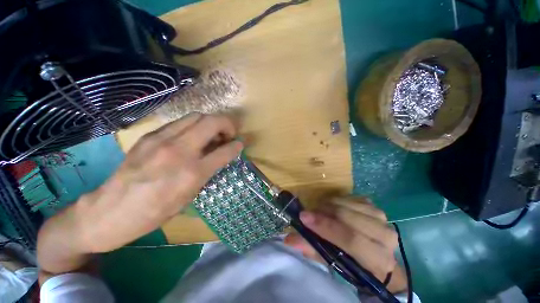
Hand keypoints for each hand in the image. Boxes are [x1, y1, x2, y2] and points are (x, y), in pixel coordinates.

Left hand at [38, 114, 242, 275]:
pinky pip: (180, 122)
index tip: (240, 144)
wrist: (108, 212)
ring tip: (212, 133)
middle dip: (227, 124)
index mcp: (191, 173)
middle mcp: (179, 151)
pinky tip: (192, 137)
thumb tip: (221, 156)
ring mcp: (161, 139)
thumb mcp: (188, 197)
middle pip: (211, 122)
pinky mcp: (149, 136)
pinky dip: (194, 125)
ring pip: (196, 116)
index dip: (237, 145)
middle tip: (228, 134)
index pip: (224, 151)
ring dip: (211, 122)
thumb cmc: (153, 212)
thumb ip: (208, 172)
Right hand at [284, 197, 406, 292]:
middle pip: (347, 216)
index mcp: (378, 258)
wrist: (376, 253)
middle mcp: (385, 236)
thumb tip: (289, 239)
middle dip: (323, 212)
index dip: (325, 226)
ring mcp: (381, 217)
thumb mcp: (333, 262)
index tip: (303, 217)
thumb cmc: (354, 263)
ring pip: (347, 204)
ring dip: (328, 205)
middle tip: (308, 212)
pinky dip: (336, 200)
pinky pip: (350, 197)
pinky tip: (331, 207)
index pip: (350, 239)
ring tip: (318, 210)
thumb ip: (312, 249)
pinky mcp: (374, 206)